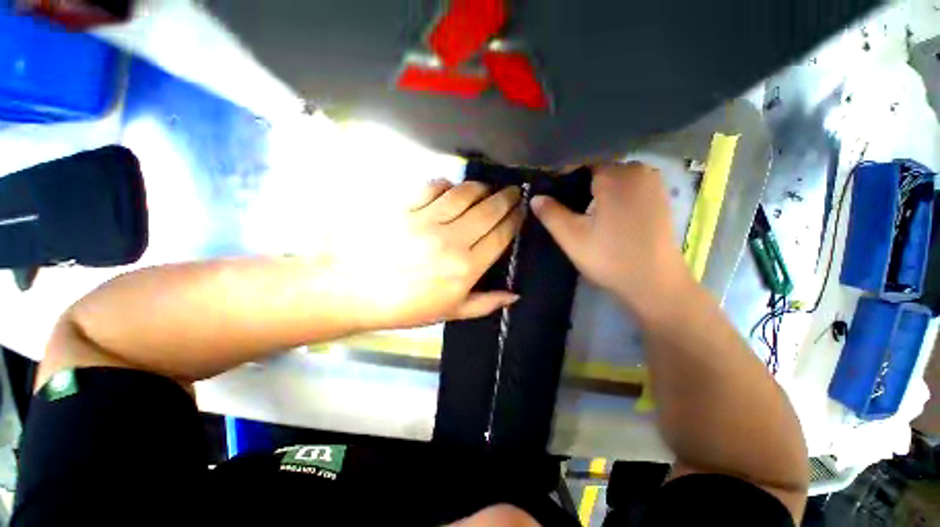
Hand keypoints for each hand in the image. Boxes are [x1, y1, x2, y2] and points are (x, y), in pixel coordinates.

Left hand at [332, 179, 523, 329]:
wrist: (355, 292)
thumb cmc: (406, 307)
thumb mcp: (450, 312)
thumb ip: (486, 303)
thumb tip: (515, 296)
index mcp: (465, 268)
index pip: (501, 235)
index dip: (515, 220)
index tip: (522, 210)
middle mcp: (452, 240)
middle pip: (489, 210)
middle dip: (507, 197)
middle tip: (513, 192)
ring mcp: (427, 220)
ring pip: (465, 193)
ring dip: (481, 187)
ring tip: (487, 188)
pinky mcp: (405, 207)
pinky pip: (433, 187)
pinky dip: (446, 184)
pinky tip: (450, 188)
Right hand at [532, 162, 691, 318]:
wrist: (655, 284)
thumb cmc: (610, 258)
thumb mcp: (572, 237)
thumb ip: (551, 214)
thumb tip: (536, 197)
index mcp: (616, 175)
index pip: (581, 162)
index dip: (562, 174)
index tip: (550, 190)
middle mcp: (638, 170)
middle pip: (599, 168)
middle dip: (579, 182)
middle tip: (563, 202)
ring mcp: (653, 183)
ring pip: (614, 177)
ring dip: (596, 189)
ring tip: (581, 209)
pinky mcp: (659, 197)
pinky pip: (628, 186)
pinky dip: (612, 194)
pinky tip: (604, 213)